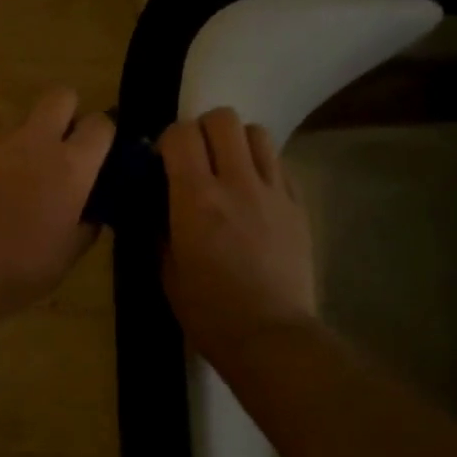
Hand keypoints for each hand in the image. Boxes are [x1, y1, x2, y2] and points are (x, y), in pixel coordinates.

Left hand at [0, 88, 115, 317]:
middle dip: (68, 111)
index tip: (99, 155)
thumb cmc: (21, 268)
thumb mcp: (67, 256)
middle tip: (65, 147)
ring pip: (23, 126)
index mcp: (70, 167)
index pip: (100, 124)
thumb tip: (91, 214)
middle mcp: (35, 144)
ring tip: (22, 187)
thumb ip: (85, 226)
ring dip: (30, 144)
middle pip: (59, 96)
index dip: (103, 135)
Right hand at [159, 108, 317, 362]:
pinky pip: (280, 164)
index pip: (181, 135)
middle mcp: (237, 183)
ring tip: (229, 169)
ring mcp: (274, 192)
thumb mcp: (167, 270)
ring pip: (257, 133)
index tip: (164, 161)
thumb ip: (160, 226)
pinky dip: (262, 167)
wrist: (271, 336)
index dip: (168, 140)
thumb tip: (158, 202)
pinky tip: (254, 194)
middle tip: (196, 158)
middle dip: (203, 130)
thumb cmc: (208, 311)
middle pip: (223, 119)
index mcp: (196, 198)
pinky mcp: (299, 206)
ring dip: (237, 143)